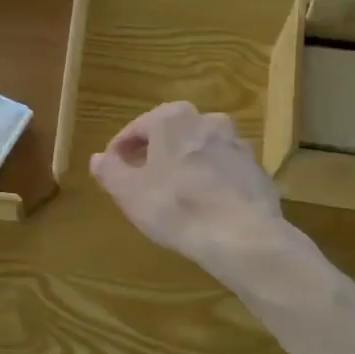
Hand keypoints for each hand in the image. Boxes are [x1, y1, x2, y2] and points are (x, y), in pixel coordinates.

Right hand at [89, 102, 291, 286]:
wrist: (242, 235)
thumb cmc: (176, 207)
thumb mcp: (129, 192)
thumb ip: (110, 171)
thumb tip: (98, 158)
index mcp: (173, 118)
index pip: (136, 128)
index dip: (120, 150)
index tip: (112, 170)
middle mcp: (208, 120)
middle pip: (170, 135)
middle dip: (153, 154)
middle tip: (139, 180)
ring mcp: (237, 144)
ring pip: (199, 150)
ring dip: (184, 165)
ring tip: (172, 194)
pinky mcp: (256, 169)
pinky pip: (222, 170)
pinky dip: (209, 181)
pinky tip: (202, 205)